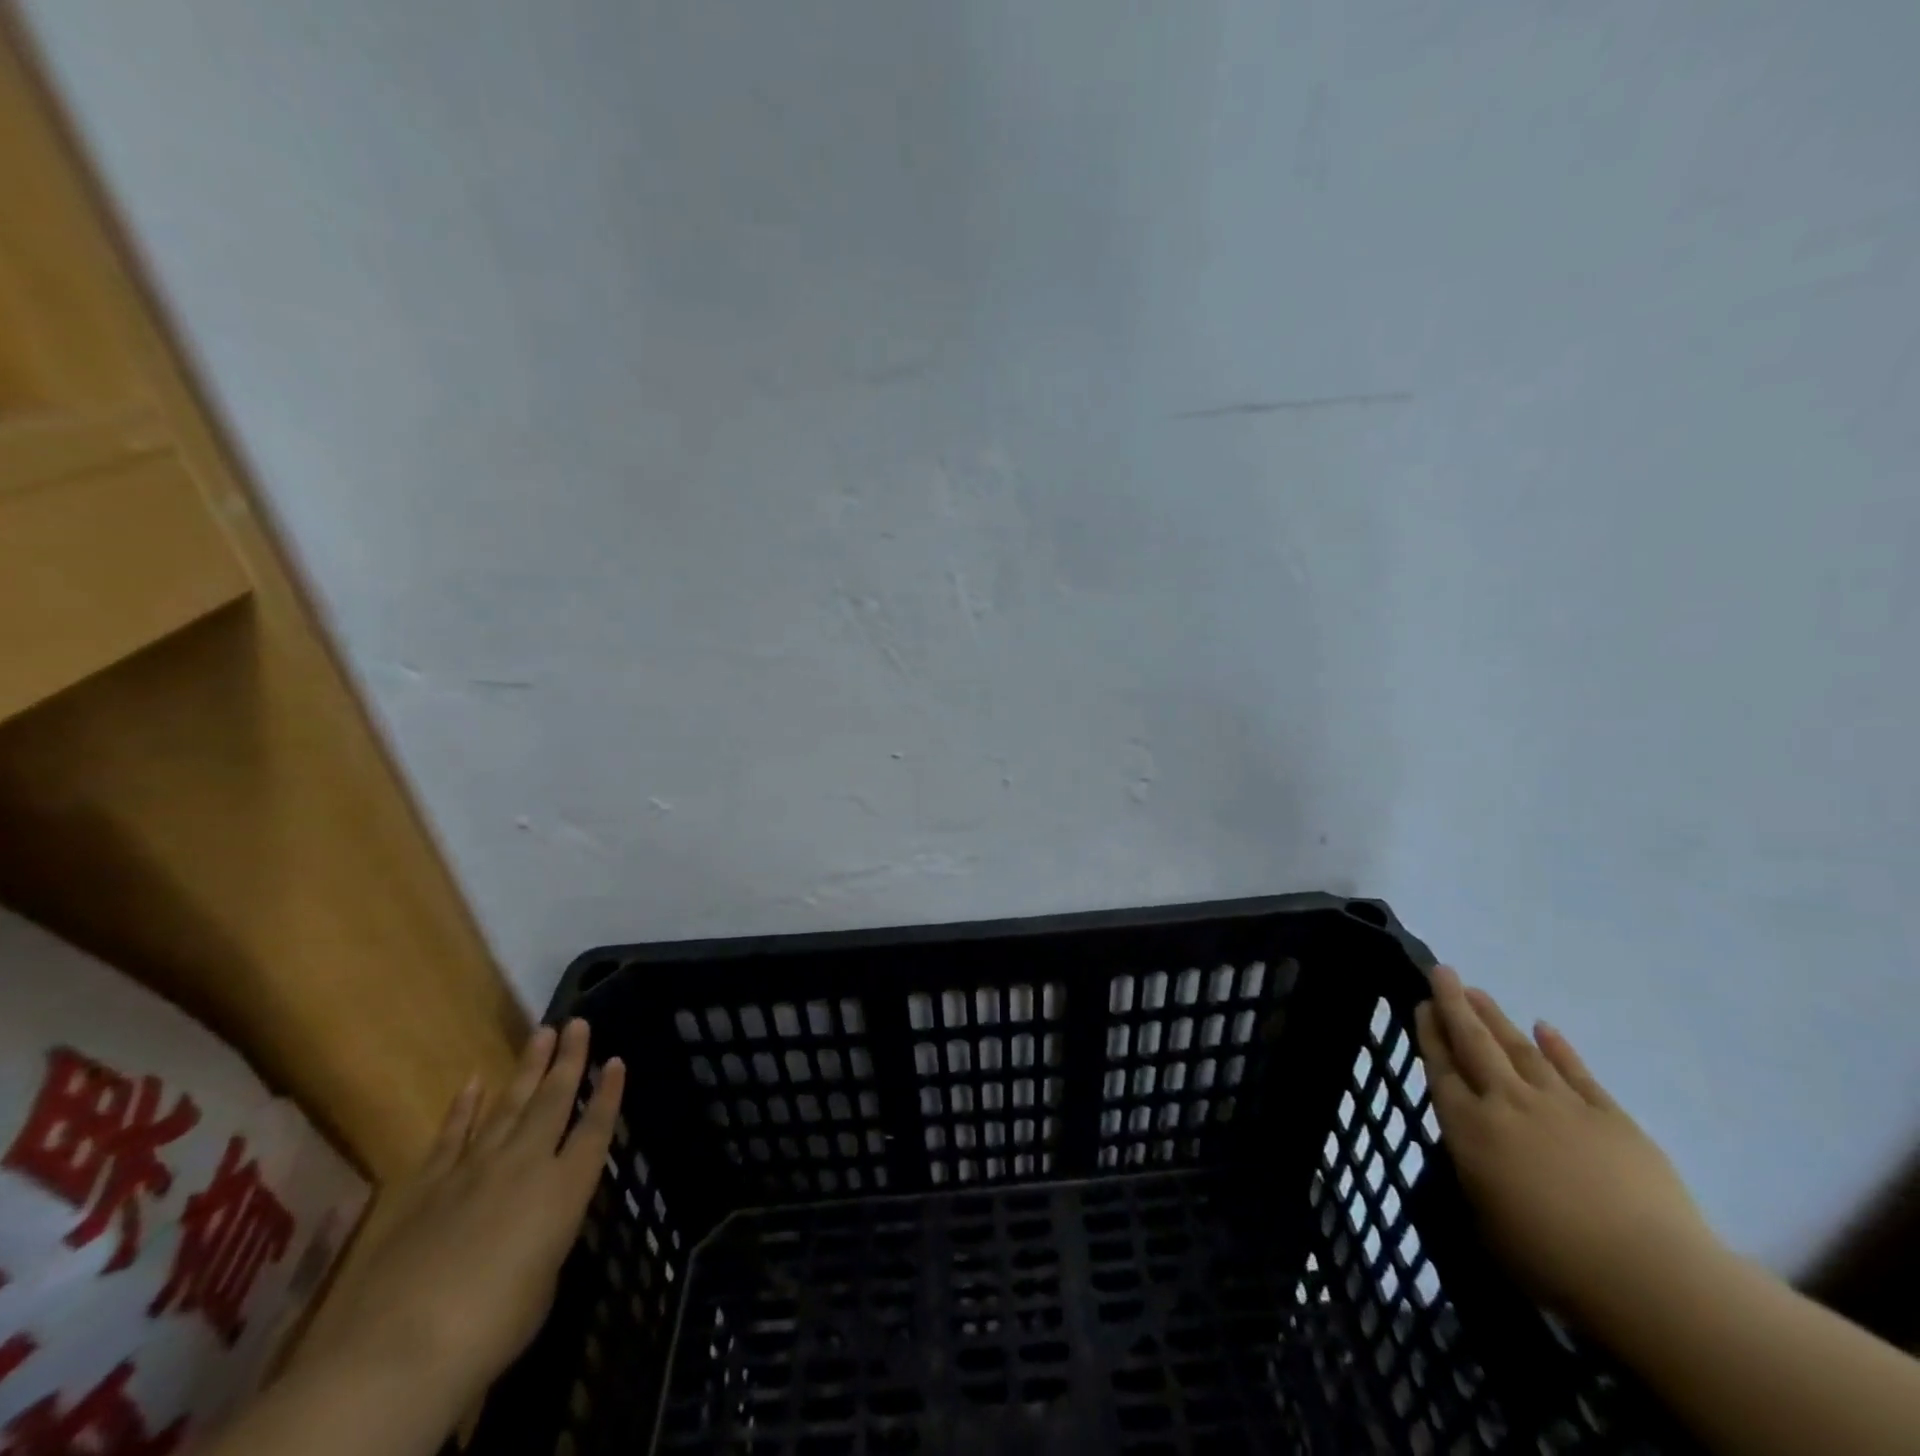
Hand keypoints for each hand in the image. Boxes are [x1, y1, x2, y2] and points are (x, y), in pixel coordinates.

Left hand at [295, 1020, 624, 1414]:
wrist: (403, 1346)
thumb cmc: (494, 1325)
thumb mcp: (542, 1285)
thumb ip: (544, 1243)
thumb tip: (532, 1231)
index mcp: (564, 1188)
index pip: (595, 1129)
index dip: (609, 1095)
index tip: (617, 1061)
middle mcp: (526, 1163)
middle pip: (554, 1100)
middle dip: (570, 1059)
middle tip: (578, 1023)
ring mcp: (475, 1168)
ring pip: (509, 1104)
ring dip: (528, 1068)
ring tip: (542, 1033)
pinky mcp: (430, 1185)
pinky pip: (453, 1134)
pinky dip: (464, 1107)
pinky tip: (474, 1082)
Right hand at [1414, 966, 1717, 1324]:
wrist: (1650, 1276)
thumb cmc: (1552, 1261)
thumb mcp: (1487, 1221)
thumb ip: (1475, 1177)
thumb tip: (1477, 1155)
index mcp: (1469, 1128)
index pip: (1440, 1068)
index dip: (1429, 1033)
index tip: (1421, 1004)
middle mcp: (1506, 1103)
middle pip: (1474, 1043)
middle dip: (1455, 1005)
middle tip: (1443, 972)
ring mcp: (1560, 1105)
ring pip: (1518, 1048)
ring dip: (1496, 1017)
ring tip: (1479, 991)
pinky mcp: (1610, 1117)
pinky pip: (1577, 1072)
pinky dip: (1558, 1047)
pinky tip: (1545, 1027)